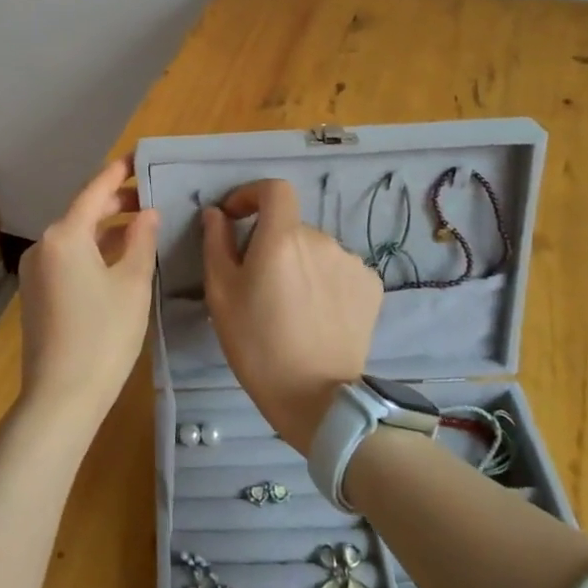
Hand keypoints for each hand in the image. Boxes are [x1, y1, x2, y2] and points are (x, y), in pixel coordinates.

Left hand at [16, 157, 160, 446]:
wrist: (61, 397)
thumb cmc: (104, 336)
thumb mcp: (132, 284)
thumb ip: (141, 241)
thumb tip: (147, 213)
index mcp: (65, 235)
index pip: (94, 191)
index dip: (118, 172)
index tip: (137, 157)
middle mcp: (44, 245)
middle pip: (83, 212)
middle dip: (116, 202)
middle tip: (150, 196)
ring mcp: (36, 271)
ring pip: (76, 237)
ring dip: (106, 229)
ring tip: (141, 226)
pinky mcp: (37, 293)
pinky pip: (68, 258)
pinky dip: (93, 251)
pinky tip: (118, 258)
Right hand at [201, 179, 380, 451]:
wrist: (317, 398)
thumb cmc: (257, 345)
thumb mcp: (221, 294)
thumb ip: (216, 244)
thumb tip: (216, 214)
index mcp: (282, 237)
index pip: (274, 189)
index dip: (252, 194)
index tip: (236, 217)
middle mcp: (321, 239)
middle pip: (291, 227)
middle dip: (272, 244)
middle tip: (258, 284)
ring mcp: (351, 262)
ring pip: (315, 250)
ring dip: (300, 264)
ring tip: (289, 306)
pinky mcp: (371, 286)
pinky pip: (338, 270)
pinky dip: (324, 281)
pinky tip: (317, 315)